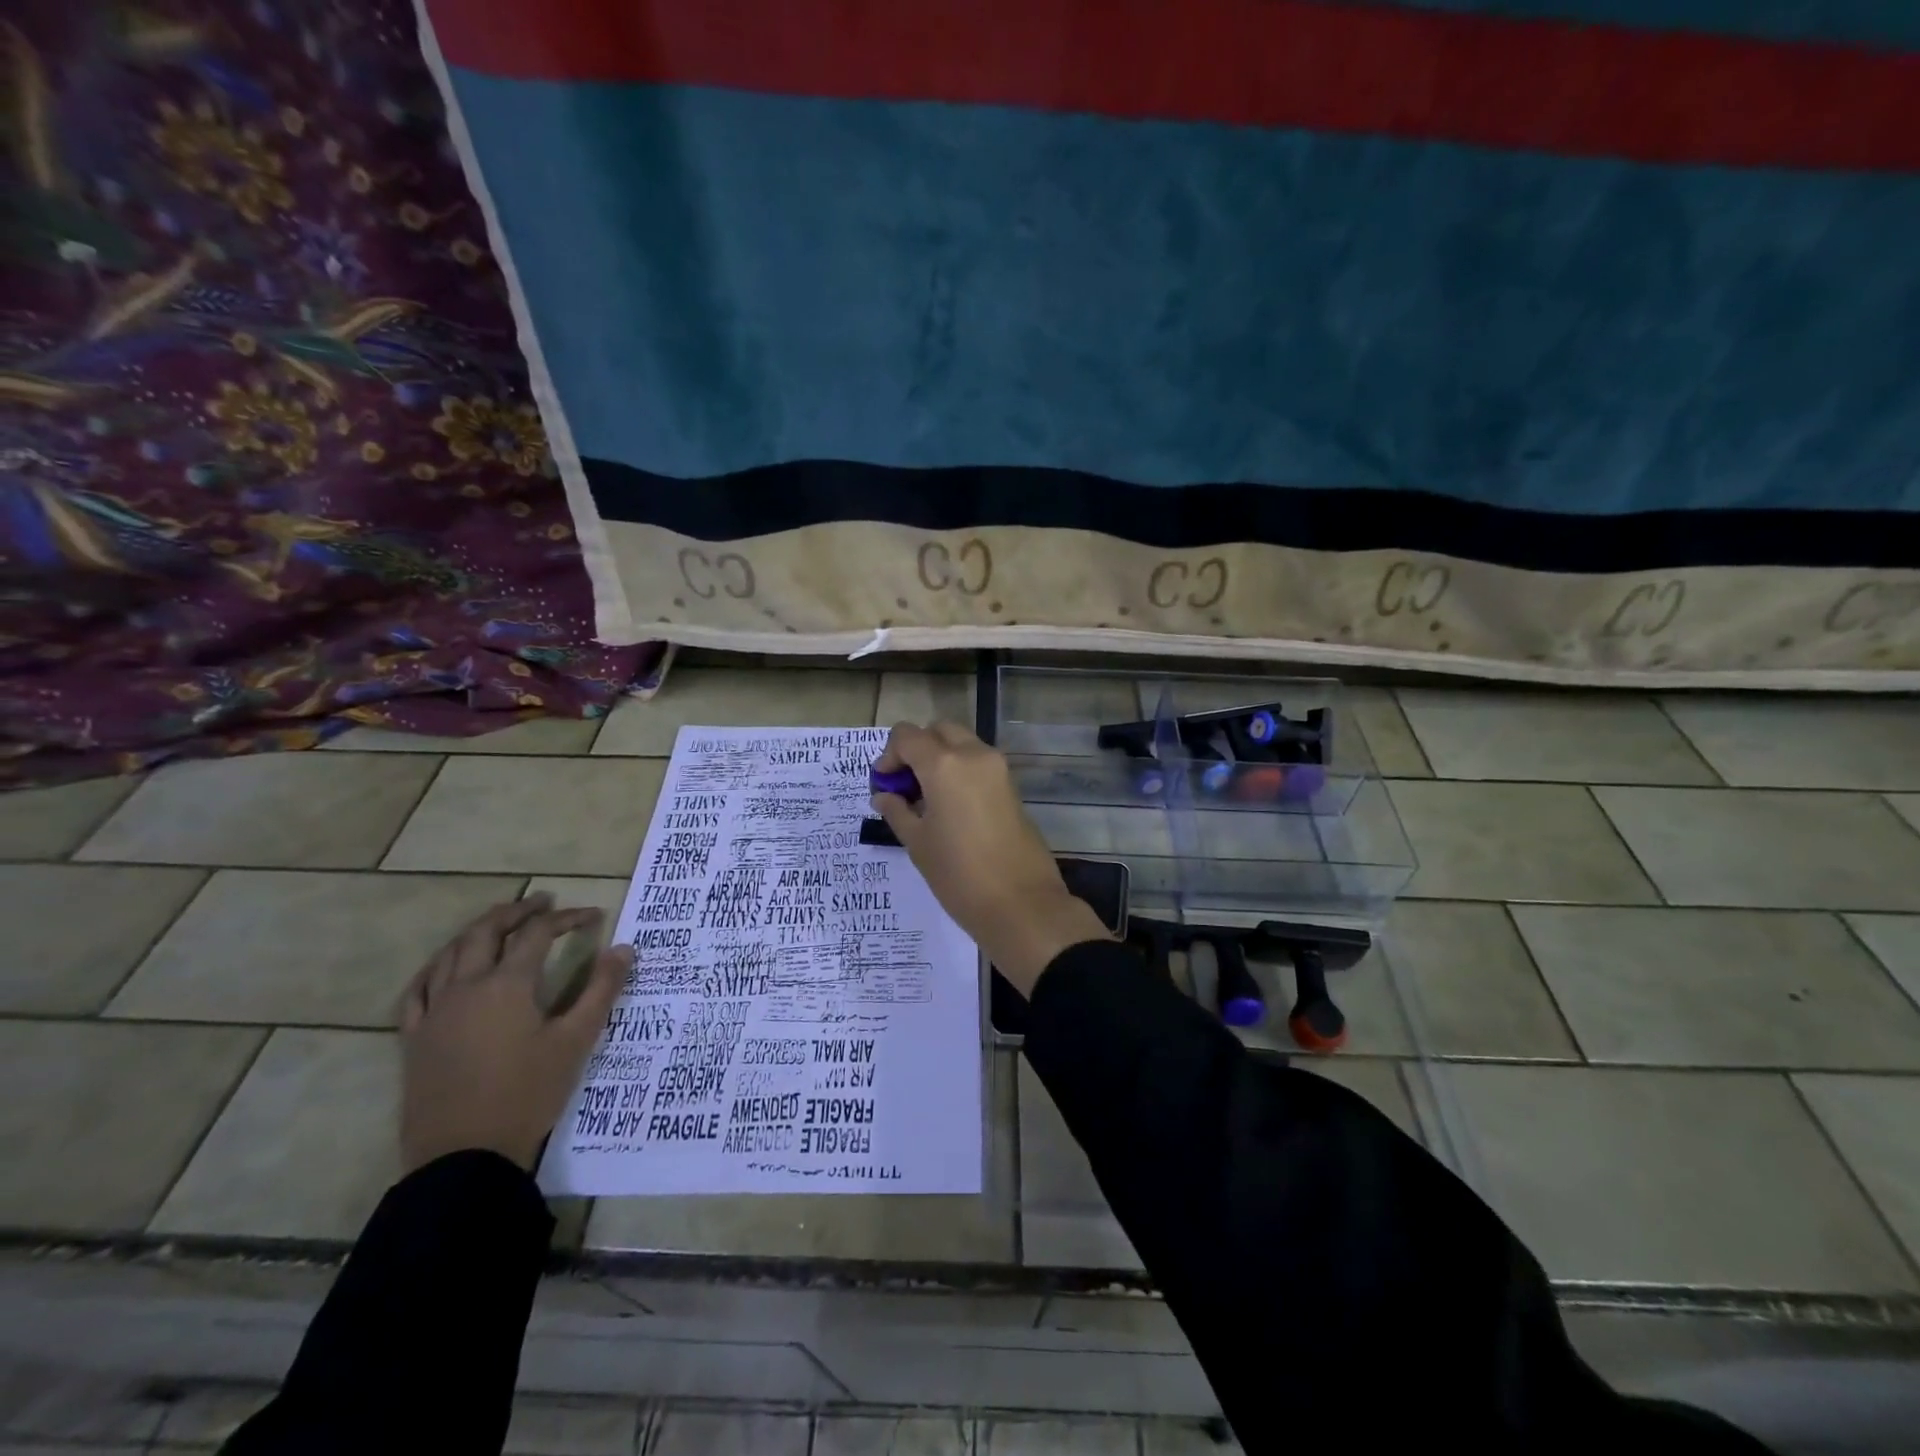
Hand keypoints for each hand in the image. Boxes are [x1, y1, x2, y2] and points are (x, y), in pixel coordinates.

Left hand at [398, 893, 631, 1173]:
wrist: (464, 1157)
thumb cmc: (528, 1094)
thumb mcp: (576, 1041)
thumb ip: (602, 990)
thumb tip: (624, 948)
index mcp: (507, 984)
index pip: (539, 933)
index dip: (568, 918)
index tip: (594, 916)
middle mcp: (466, 987)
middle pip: (487, 930)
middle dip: (518, 911)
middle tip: (544, 902)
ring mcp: (434, 1011)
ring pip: (450, 953)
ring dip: (479, 930)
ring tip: (501, 924)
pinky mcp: (414, 1038)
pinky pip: (418, 989)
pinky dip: (436, 968)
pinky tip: (446, 968)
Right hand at [871, 721, 1111, 995]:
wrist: (1020, 903)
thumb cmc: (959, 875)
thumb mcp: (917, 843)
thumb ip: (897, 811)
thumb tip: (884, 796)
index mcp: (944, 764)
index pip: (907, 735)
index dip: (889, 755)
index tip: (884, 785)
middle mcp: (973, 755)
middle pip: (938, 731)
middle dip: (917, 749)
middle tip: (905, 786)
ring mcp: (998, 769)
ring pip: (962, 743)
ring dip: (940, 758)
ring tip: (926, 799)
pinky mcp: (1011, 786)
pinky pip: (979, 763)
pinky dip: (960, 770)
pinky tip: (950, 808)